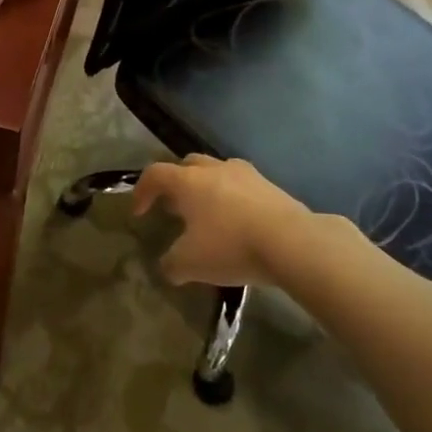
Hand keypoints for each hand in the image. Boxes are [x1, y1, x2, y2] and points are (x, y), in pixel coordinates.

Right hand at [133, 155, 323, 287]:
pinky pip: (242, 186)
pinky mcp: (271, 187)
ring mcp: (247, 175)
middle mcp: (215, 169)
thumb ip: (170, 264)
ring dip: (206, 188)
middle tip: (174, 207)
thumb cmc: (231, 246)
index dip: (142, 191)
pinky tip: (237, 223)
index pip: (155, 174)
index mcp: (188, 181)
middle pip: (187, 164)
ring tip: (207, 214)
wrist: (293, 243)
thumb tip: (168, 267)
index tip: (139, 213)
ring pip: (217, 172)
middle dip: (176, 182)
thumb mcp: (189, 264)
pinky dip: (233, 199)